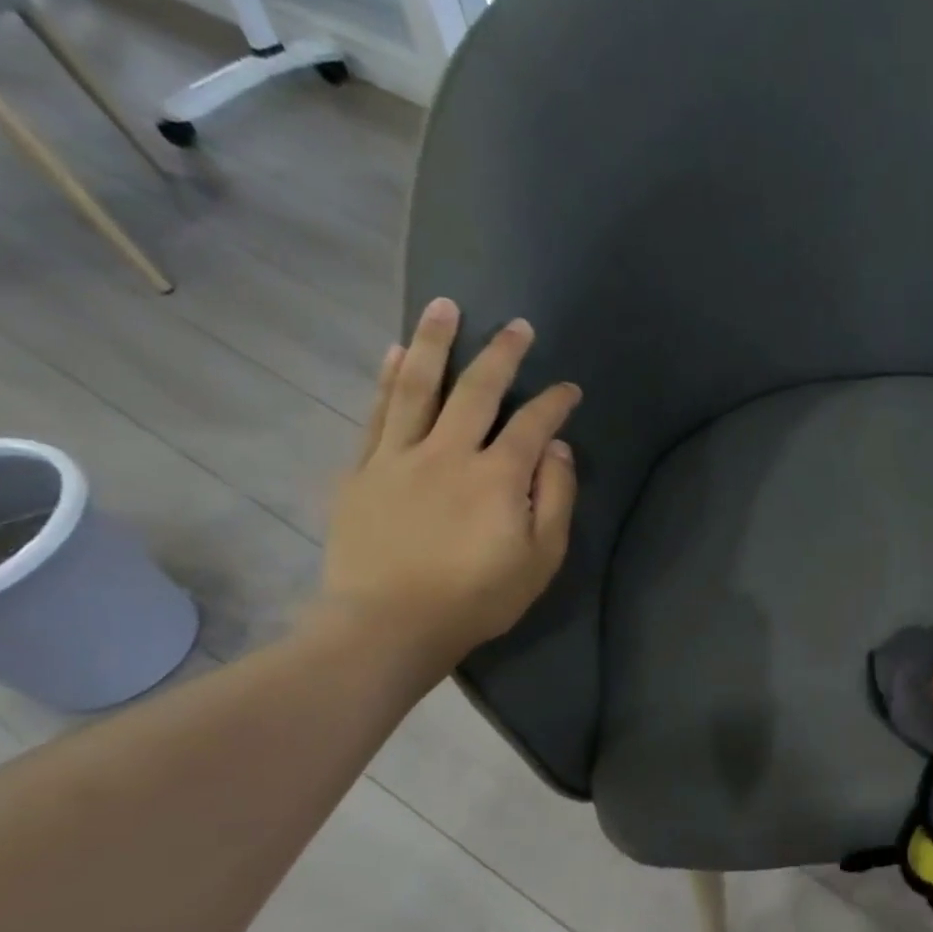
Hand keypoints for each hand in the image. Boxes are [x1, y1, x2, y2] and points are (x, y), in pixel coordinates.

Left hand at [315, 297, 580, 678]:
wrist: (389, 624)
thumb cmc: (478, 597)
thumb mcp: (541, 559)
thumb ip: (555, 500)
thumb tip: (557, 450)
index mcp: (498, 477)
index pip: (533, 424)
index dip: (555, 402)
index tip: (570, 389)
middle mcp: (449, 452)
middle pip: (477, 390)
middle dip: (502, 354)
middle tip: (517, 325)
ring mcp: (399, 457)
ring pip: (418, 387)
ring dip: (433, 343)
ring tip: (444, 307)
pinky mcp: (363, 470)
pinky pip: (377, 414)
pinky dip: (387, 379)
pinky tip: (394, 352)